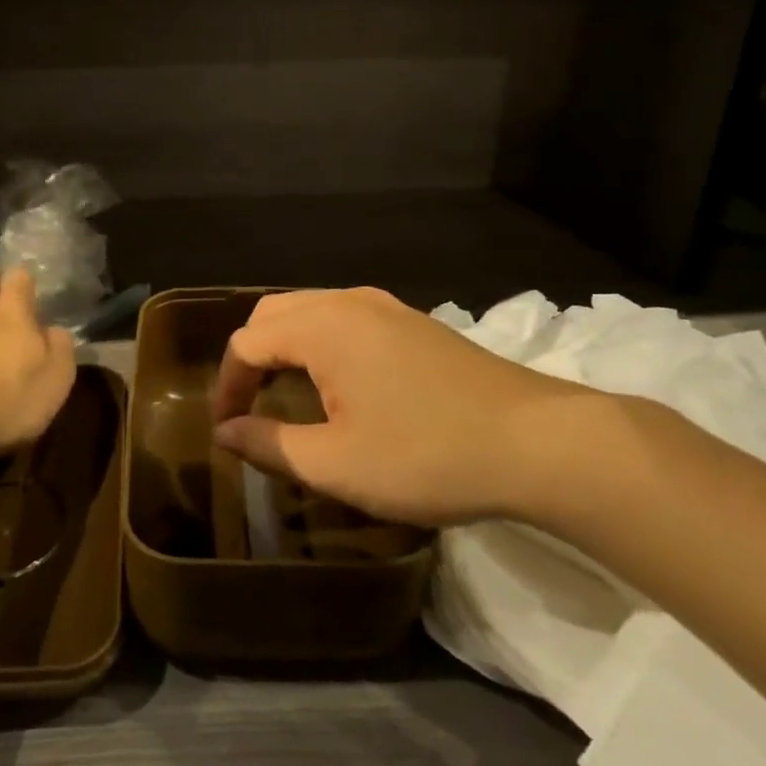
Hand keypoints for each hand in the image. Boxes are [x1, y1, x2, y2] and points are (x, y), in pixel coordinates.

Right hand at [210, 287, 607, 526]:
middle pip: (275, 314)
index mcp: (322, 326)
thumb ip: (270, 444)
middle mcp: (349, 301)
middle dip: (251, 358)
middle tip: (249, 407)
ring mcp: (387, 306)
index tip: (226, 430)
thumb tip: (225, 432)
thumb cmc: (427, 454)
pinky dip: (322, 344)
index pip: (247, 342)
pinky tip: (339, 385)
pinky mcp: (415, 322)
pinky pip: (346, 319)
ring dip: (287, 348)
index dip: (226, 385)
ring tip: (287, 396)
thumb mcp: (337, 463)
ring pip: (312, 311)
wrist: (539, 442)